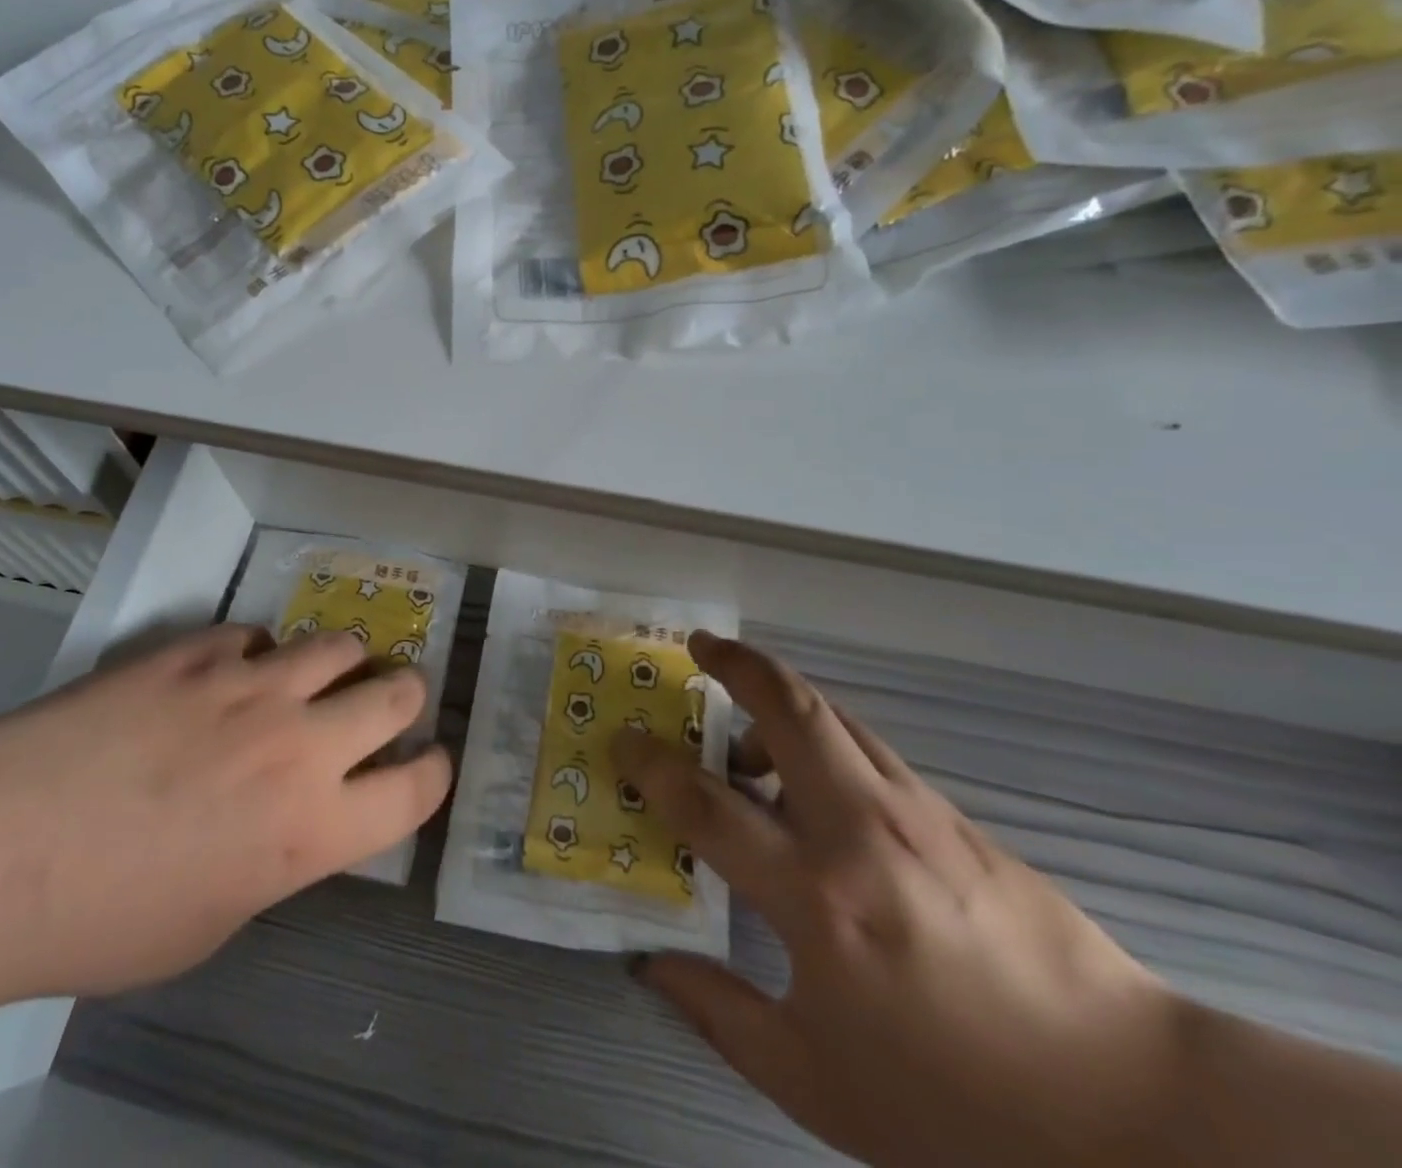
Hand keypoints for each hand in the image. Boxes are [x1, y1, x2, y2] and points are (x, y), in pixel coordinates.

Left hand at [0, 626, 451, 1009]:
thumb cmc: (102, 921)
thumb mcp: (212, 924)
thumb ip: (275, 861)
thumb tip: (289, 819)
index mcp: (313, 829)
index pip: (416, 788)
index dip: (432, 771)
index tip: (427, 762)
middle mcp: (300, 744)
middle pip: (397, 693)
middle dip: (404, 696)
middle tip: (389, 701)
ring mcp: (251, 685)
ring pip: (337, 645)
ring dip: (341, 662)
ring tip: (320, 673)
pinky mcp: (198, 650)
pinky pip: (255, 634)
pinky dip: (257, 653)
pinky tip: (227, 672)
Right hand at [614, 634, 1184, 1167]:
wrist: (1134, 1110)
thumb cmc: (960, 1107)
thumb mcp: (819, 1085)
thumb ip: (720, 1014)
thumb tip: (649, 964)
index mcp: (816, 899)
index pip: (707, 804)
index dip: (652, 765)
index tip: (623, 741)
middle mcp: (860, 831)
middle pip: (787, 708)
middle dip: (734, 663)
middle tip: (697, 647)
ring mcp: (914, 812)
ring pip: (832, 716)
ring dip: (777, 696)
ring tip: (744, 727)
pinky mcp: (954, 815)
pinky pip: (868, 748)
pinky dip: (822, 735)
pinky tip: (815, 779)